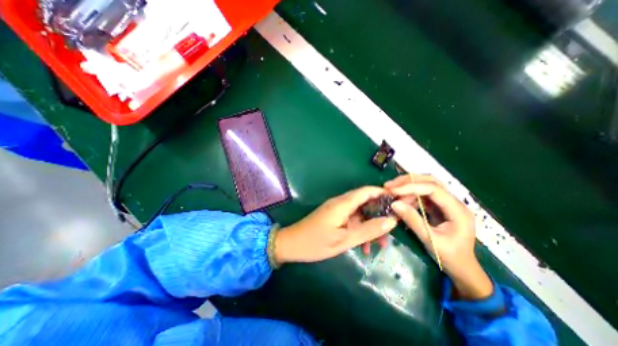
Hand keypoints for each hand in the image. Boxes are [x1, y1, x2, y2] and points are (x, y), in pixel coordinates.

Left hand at [273, 187, 398, 264]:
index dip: (383, 194)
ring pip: (359, 213)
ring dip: (370, 226)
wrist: (291, 244)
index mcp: (343, 203)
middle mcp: (341, 203)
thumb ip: (368, 230)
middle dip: (380, 215)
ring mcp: (337, 210)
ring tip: (380, 244)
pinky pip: (351, 220)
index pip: (367, 191)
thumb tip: (391, 221)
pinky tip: (364, 247)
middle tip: (392, 230)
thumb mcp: (344, 240)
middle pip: (365, 202)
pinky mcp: (334, 217)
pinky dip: (360, 230)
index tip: (398, 204)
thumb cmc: (315, 242)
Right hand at [384, 174, 496, 301]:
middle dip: (408, 181)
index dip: (411, 186)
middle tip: (389, 185)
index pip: (433, 188)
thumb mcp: (429, 239)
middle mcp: (454, 201)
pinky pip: (423, 195)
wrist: (463, 268)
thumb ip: (412, 220)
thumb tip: (394, 203)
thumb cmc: (450, 256)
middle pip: (430, 181)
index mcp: (457, 210)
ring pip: (426, 185)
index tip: (392, 190)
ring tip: (391, 192)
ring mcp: (446, 203)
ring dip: (407, 186)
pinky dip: (409, 195)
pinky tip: (400, 199)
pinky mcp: (439, 207)